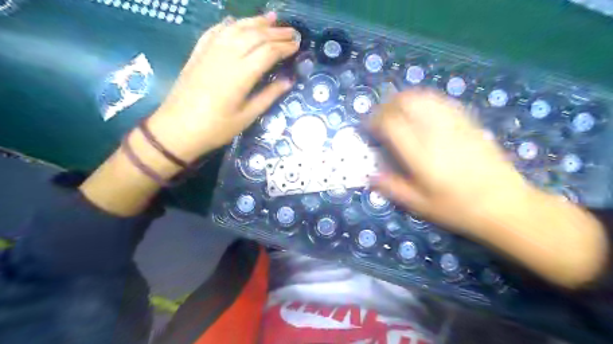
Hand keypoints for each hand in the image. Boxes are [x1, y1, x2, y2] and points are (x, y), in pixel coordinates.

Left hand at [150, 14, 299, 160]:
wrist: (177, 129)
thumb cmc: (216, 128)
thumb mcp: (247, 116)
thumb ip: (268, 96)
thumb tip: (289, 81)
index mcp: (241, 74)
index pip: (268, 52)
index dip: (285, 46)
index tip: (298, 45)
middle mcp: (227, 56)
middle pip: (255, 35)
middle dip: (276, 32)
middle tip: (293, 32)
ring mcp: (210, 51)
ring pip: (237, 28)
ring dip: (256, 21)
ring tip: (272, 18)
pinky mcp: (198, 52)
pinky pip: (216, 31)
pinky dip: (231, 24)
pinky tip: (238, 22)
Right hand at [369, 90, 606, 286]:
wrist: (506, 205)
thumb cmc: (458, 209)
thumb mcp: (420, 205)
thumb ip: (392, 187)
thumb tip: (371, 175)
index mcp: (420, 154)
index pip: (391, 123)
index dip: (375, 121)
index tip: (368, 128)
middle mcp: (436, 132)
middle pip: (406, 102)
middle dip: (388, 105)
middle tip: (381, 117)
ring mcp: (455, 124)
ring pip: (424, 97)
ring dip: (405, 99)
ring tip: (398, 111)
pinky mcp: (469, 122)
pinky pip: (442, 101)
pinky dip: (425, 100)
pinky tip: (423, 112)